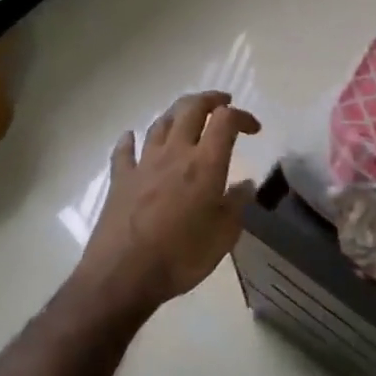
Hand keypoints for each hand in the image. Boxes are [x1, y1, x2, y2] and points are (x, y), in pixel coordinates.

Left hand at [76, 91, 261, 315]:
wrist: (123, 276)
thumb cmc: (181, 256)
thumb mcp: (224, 236)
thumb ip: (236, 205)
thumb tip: (246, 185)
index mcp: (205, 164)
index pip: (226, 120)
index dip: (242, 116)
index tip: (254, 129)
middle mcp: (175, 153)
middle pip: (191, 108)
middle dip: (209, 99)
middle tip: (222, 103)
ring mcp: (144, 163)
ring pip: (160, 123)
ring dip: (176, 114)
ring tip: (186, 117)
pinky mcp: (120, 179)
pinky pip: (124, 151)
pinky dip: (130, 140)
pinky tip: (131, 137)